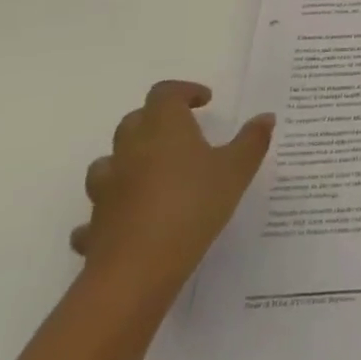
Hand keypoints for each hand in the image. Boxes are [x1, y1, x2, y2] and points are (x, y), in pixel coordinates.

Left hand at [71, 80, 273, 304]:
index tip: (205, 101)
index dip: (184, 91)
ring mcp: (107, 188)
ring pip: (109, 161)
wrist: (139, 268)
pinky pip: (98, 210)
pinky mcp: (95, 223)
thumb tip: (265, 117)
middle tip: (184, 133)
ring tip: (153, 173)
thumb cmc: (194, 205)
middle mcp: (129, 150)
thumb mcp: (237, 170)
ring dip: (128, 160)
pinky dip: (113, 209)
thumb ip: (252, 140)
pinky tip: (129, 220)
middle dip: (157, 121)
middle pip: (135, 121)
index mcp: (163, 128)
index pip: (165, 93)